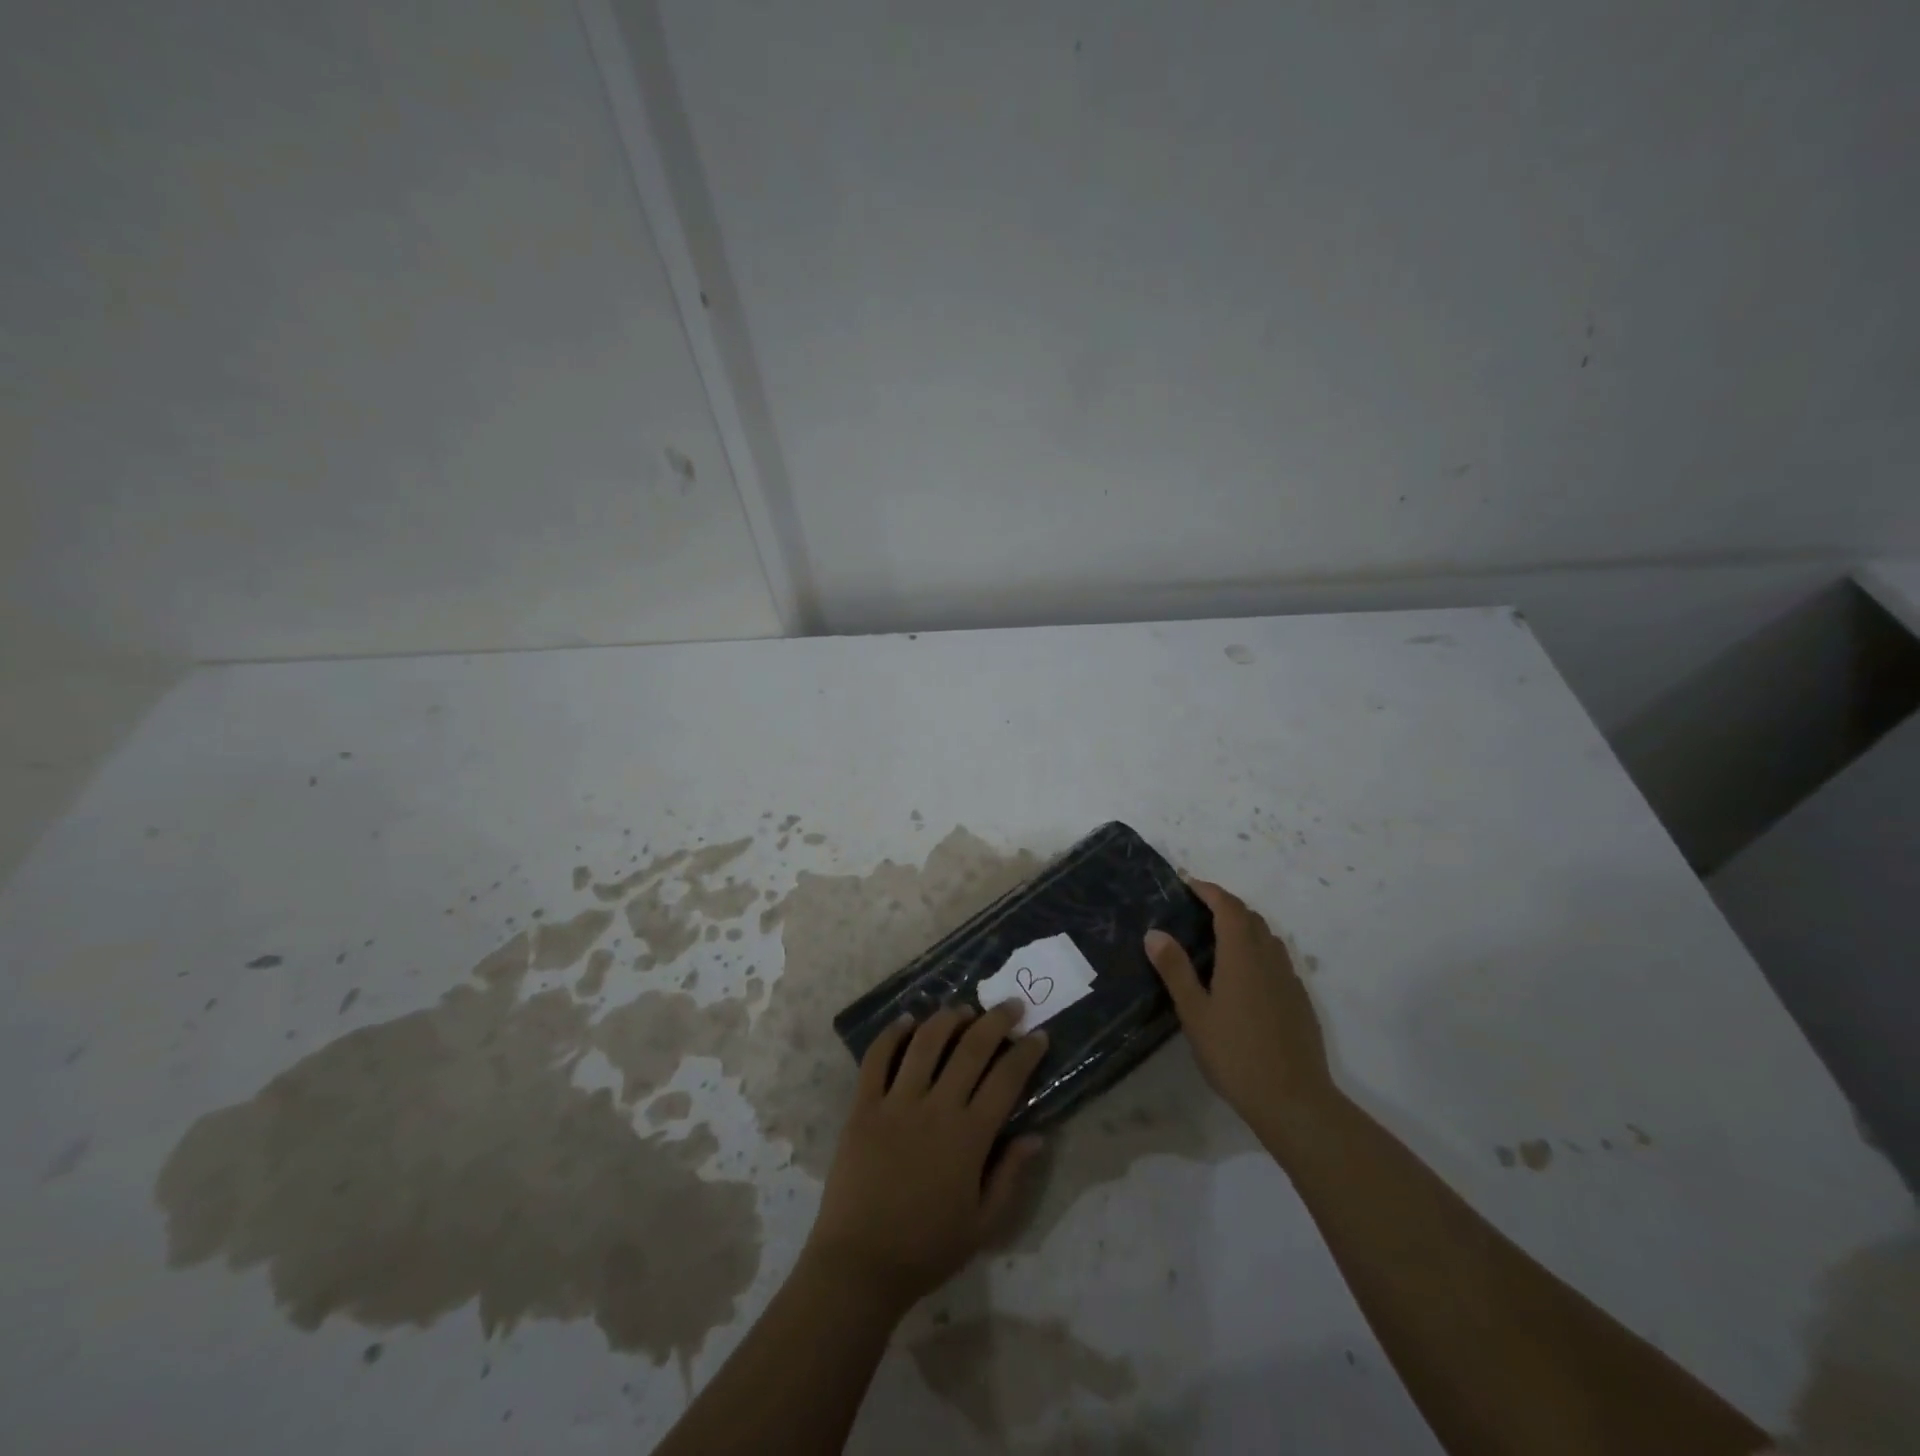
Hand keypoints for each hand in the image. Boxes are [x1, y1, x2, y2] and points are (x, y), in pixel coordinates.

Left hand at [802, 1002, 1048, 1315]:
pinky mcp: (863, 1106)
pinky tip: (906, 1020)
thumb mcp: (983, 1225)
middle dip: (995, 1021)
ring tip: (962, 1009)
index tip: (1038, 1035)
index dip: (1026, 1052)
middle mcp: (936, 1108)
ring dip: (948, 1019)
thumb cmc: (927, 1248)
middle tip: (1010, 1006)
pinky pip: (877, 1058)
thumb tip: (1036, 1136)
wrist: (860, 1264)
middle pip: (970, 1049)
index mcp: (969, 1137)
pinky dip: (892, 1033)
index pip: (1006, 1079)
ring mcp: (896, 1103)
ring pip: (925, 1043)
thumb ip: (1011, 1176)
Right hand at [1144, 877, 1332, 1123]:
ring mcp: (1289, 980)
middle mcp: (1269, 959)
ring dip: (1244, 926)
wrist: (1294, 1101)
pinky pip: (1277, 960)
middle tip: (1198, 909)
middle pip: (1251, 918)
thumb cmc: (1236, 1054)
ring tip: (1218, 937)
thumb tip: (1155, 932)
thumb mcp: (1195, 1013)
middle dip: (1225, 905)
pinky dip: (1258, 951)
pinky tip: (1244, 975)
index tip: (1188, 884)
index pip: (1228, 907)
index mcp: (1242, 956)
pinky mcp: (1299, 1001)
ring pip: (1268, 938)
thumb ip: (1175, 970)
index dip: (1209, 890)